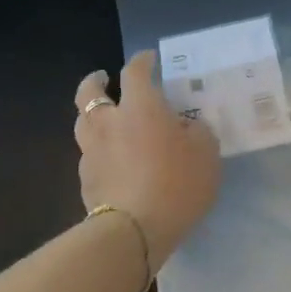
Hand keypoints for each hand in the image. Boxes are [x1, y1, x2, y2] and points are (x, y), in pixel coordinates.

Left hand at [73, 51, 221, 266]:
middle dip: (96, 81)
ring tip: (106, 121)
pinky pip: (90, 156)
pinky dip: (99, 151)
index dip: (142, 61)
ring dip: (93, 116)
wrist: (134, 232)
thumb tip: (186, 128)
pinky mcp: (85, 182)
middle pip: (89, 93)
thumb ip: (197, 132)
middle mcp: (109, 123)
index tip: (149, 59)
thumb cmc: (176, 183)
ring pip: (83, 124)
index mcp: (140, 107)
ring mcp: (92, 153)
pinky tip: (113, 161)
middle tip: (105, 79)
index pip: (135, 72)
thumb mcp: (206, 152)